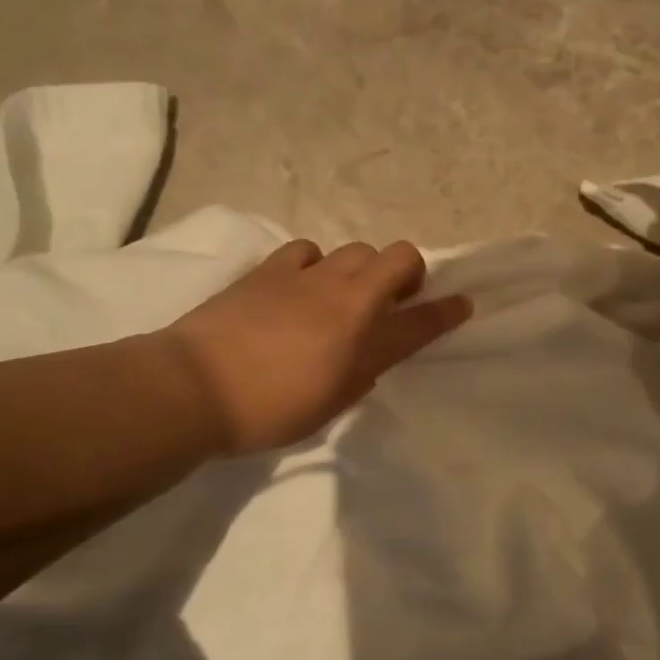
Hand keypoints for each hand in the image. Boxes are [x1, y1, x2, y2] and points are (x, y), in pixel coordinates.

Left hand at [157, 239, 471, 455]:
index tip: (463, 304)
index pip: (422, 320)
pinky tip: (301, 284)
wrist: (196, 388)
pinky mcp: (270, 269)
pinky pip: (308, 250)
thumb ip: (360, 375)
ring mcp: (309, 277)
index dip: (448, 311)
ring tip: (343, 294)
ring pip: (356, 249)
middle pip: (398, 257)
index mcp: (366, 340)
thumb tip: (368, 356)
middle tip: (391, 301)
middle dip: (406, 274)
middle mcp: (347, 298)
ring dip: (361, 269)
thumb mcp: (330, 403)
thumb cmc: (269, 411)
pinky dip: (314, 264)